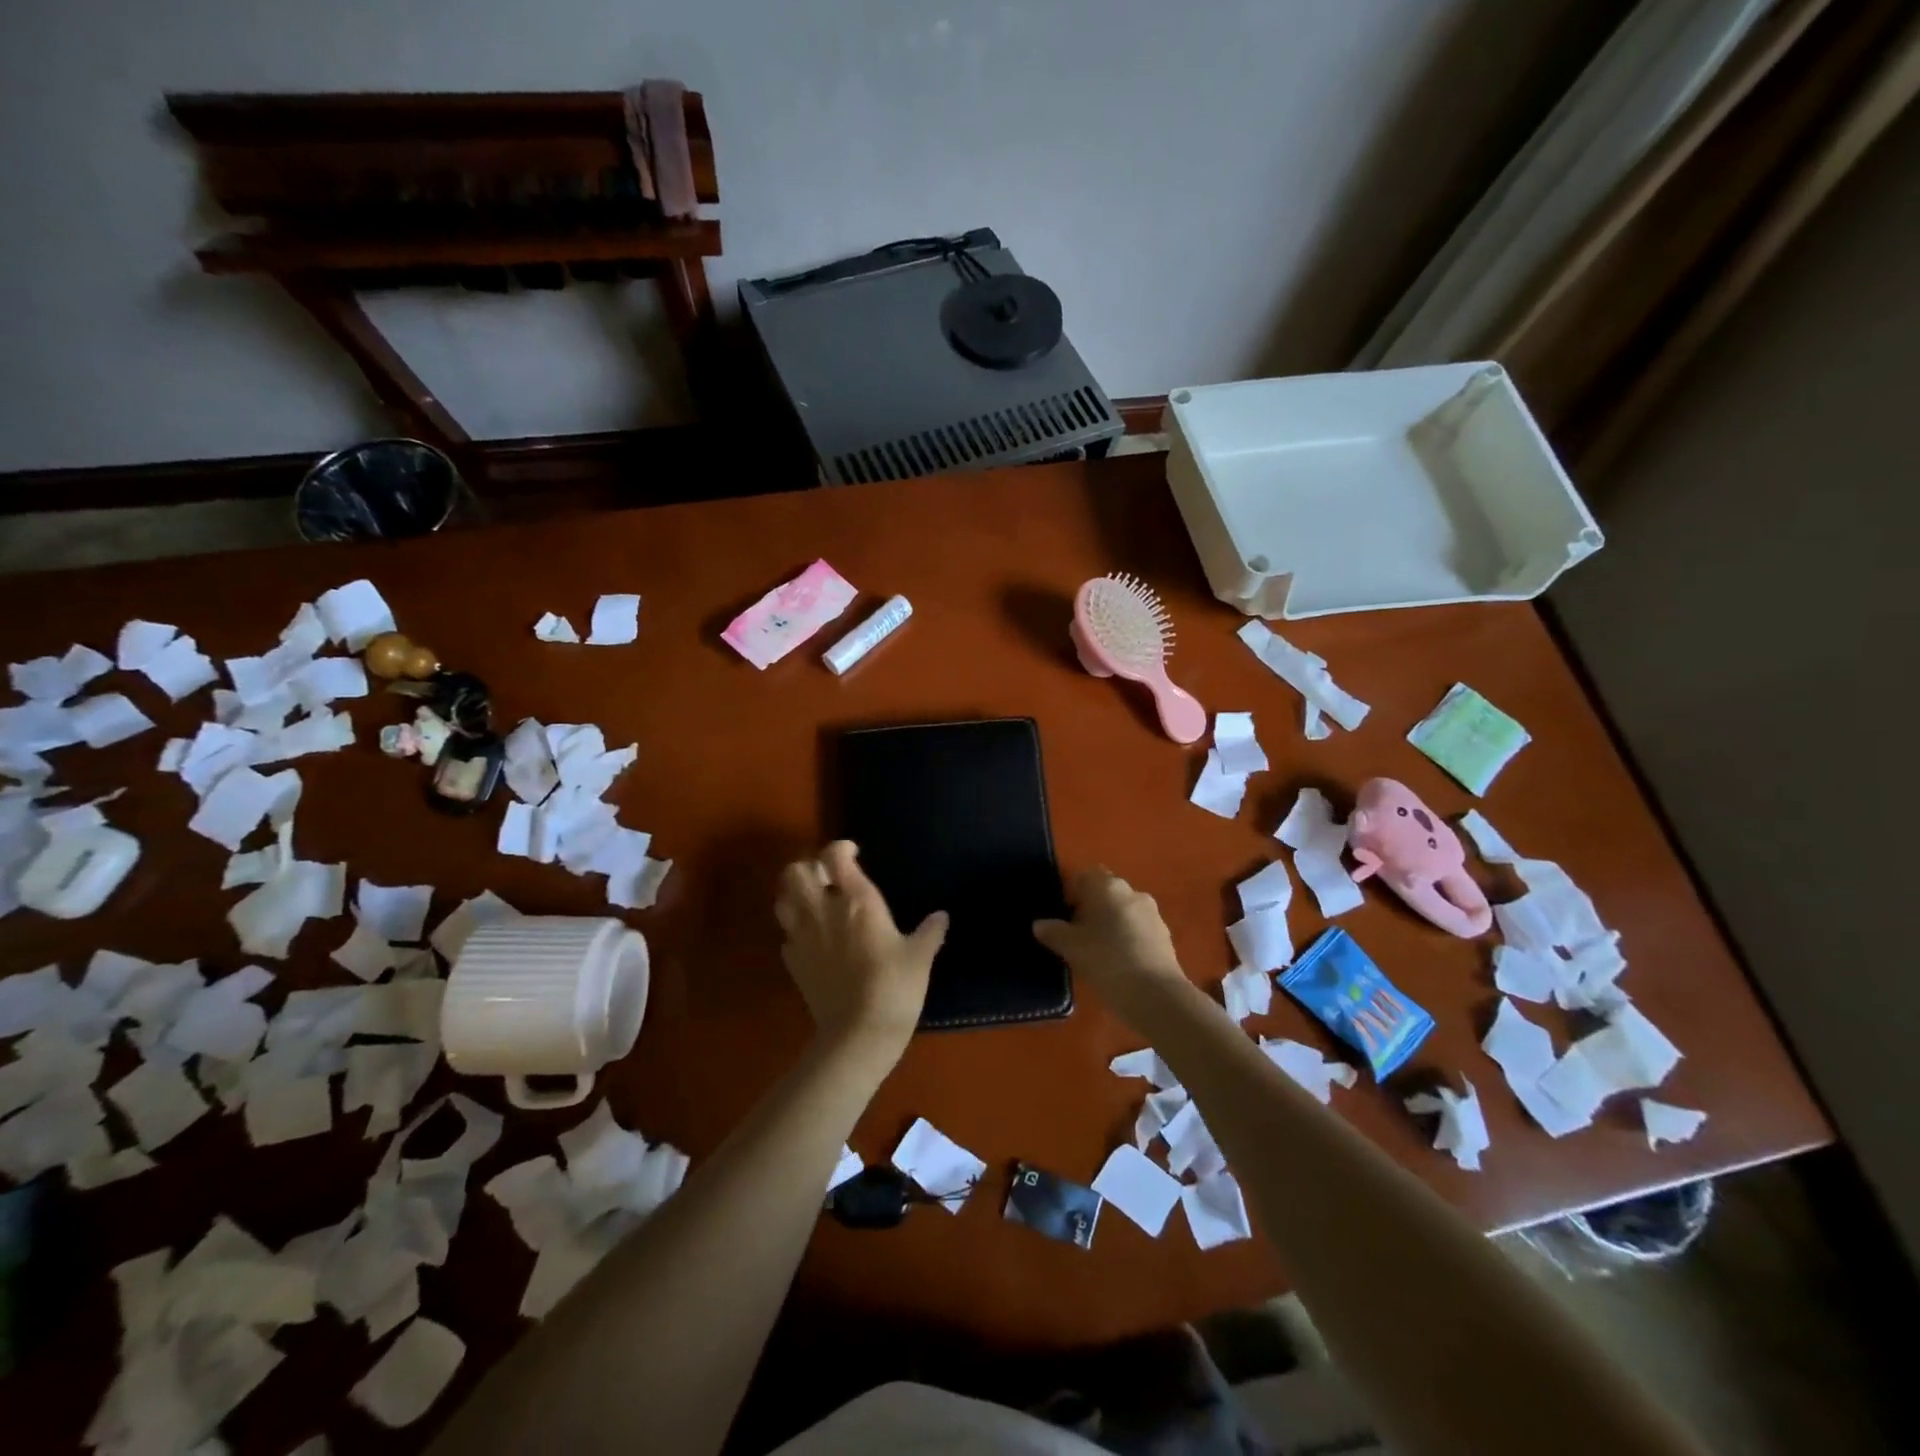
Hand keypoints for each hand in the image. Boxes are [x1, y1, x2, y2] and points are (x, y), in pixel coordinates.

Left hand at [775, 841, 946, 1064]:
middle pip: (796, 871)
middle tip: (828, 878)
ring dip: (795, 894)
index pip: (835, 856)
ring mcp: (802, 936)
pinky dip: (795, 929)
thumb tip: (942, 916)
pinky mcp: (792, 962)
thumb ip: (930, 932)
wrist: (858, 1033)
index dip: (841, 848)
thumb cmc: (895, 986)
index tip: (853, 853)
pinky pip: (786, 934)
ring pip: (782, 898)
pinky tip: (813, 940)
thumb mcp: (920, 956)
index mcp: (856, 901)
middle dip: (808, 867)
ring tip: (814, 902)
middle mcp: (823, 910)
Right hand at [1033, 868, 1185, 1022]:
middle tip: (1076, 935)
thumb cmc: (1106, 960)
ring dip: (1110, 924)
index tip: (1062, 916)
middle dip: (1090, 908)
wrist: (1155, 994)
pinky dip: (1127, 938)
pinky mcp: (1165, 935)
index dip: (1070, 893)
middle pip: (1105, 893)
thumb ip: (1053, 932)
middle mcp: (1132, 892)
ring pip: (1123, 911)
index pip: (1084, 876)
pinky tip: (1118, 962)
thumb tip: (1040, 924)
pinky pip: (1138, 929)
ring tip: (1097, 951)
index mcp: (1107, 886)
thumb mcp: (1070, 947)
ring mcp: (1152, 913)